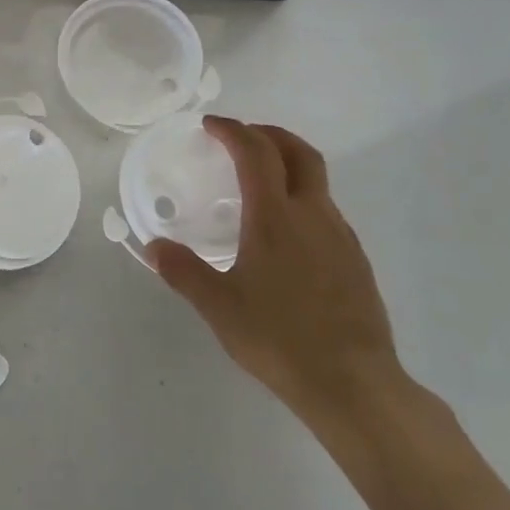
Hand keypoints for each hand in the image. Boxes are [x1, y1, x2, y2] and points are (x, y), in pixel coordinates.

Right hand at [148, 117, 409, 445]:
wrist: (354, 384)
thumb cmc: (279, 339)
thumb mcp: (219, 306)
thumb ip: (184, 271)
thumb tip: (153, 247)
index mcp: (275, 216)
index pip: (256, 152)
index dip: (233, 130)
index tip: (211, 126)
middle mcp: (312, 214)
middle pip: (299, 152)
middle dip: (270, 134)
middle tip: (242, 136)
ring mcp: (340, 236)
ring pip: (317, 181)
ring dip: (288, 165)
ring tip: (260, 183)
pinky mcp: (356, 260)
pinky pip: (326, 211)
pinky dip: (303, 198)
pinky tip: (287, 233)